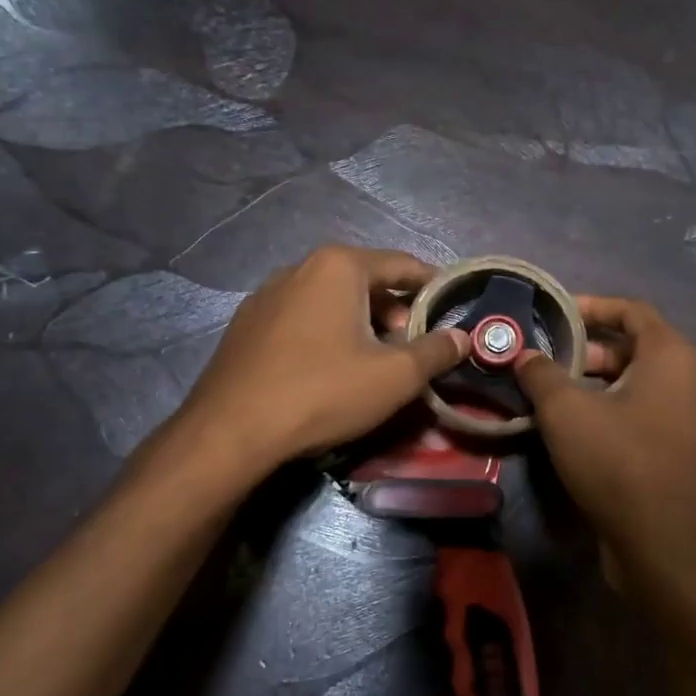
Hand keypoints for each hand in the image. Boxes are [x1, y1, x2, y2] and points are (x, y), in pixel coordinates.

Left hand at [176, 245, 467, 473]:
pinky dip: (327, 335)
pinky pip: (302, 319)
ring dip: (361, 325)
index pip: (402, 265)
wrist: (232, 430)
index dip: (433, 286)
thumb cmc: (323, 392)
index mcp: (339, 266)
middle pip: (365, 282)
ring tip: (374, 363)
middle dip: (396, 312)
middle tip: (412, 348)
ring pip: (332, 301)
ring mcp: (267, 295)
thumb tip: (463, 337)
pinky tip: (328, 370)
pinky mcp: (247, 325)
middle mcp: (300, 267)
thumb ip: (436, 352)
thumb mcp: (395, 376)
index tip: (453, 307)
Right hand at [515, 296, 695, 589]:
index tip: (554, 313)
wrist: (664, 544)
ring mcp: (681, 418)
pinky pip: (634, 414)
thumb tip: (524, 355)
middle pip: (630, 347)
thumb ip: (541, 374)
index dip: (591, 305)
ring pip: (630, 384)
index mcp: (669, 356)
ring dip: (589, 382)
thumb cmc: (619, 460)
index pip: (631, 310)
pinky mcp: (671, 452)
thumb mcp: (566, 411)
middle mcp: (684, 380)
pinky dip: (603, 410)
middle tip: (542, 359)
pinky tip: (567, 428)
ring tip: (545, 392)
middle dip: (584, 348)